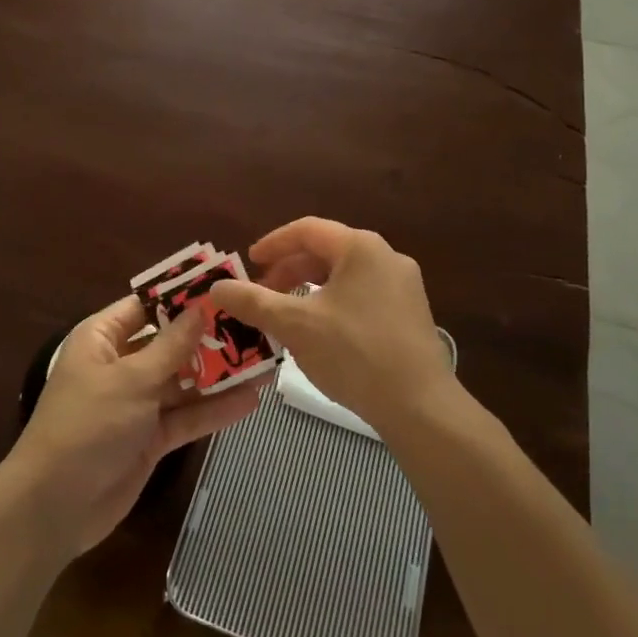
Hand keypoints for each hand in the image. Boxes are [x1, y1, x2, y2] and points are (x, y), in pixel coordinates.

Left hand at [4, 295, 262, 557]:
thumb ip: (171, 346)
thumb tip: (200, 308)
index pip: (147, 306)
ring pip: (184, 380)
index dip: (182, 296)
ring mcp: (137, 403)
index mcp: (104, 338)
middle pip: (171, 342)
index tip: (223, 285)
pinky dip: (214, 410)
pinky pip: (187, 416)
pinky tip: (251, 400)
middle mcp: (121, 364)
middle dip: (209, 336)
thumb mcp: (132, 379)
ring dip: (219, 374)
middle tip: (255, 324)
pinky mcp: (151, 437)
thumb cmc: (88, 425)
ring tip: (265, 361)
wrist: (55, 506)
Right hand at [210, 217, 456, 433]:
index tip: (249, 262)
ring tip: (286, 314)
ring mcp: (404, 285)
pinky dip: (333, 303)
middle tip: (262, 293)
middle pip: (326, 252)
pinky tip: (321, 333)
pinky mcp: (411, 313)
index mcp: (360, 247)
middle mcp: (386, 256)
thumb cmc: (354, 353)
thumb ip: (253, 301)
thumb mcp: (296, 325)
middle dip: (289, 270)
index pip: (307, 230)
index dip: (273, 244)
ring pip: (344, 276)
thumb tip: (216, 287)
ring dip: (310, 289)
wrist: (421, 406)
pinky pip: (362, 295)